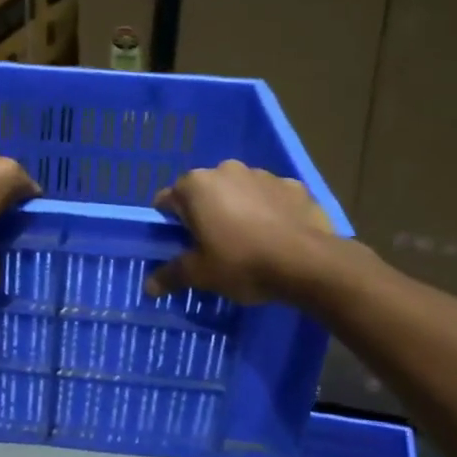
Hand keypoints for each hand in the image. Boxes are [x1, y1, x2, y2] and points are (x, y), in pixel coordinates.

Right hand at [147, 161, 336, 304]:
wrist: (307, 262)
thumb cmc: (242, 263)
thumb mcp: (201, 275)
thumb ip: (172, 275)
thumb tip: (149, 286)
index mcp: (196, 186)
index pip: (168, 200)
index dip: (170, 224)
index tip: (180, 245)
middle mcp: (226, 170)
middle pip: (204, 192)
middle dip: (205, 213)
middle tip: (213, 246)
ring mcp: (263, 174)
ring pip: (239, 191)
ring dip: (237, 209)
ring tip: (248, 241)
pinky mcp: (293, 185)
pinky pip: (271, 197)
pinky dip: (269, 210)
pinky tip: (276, 236)